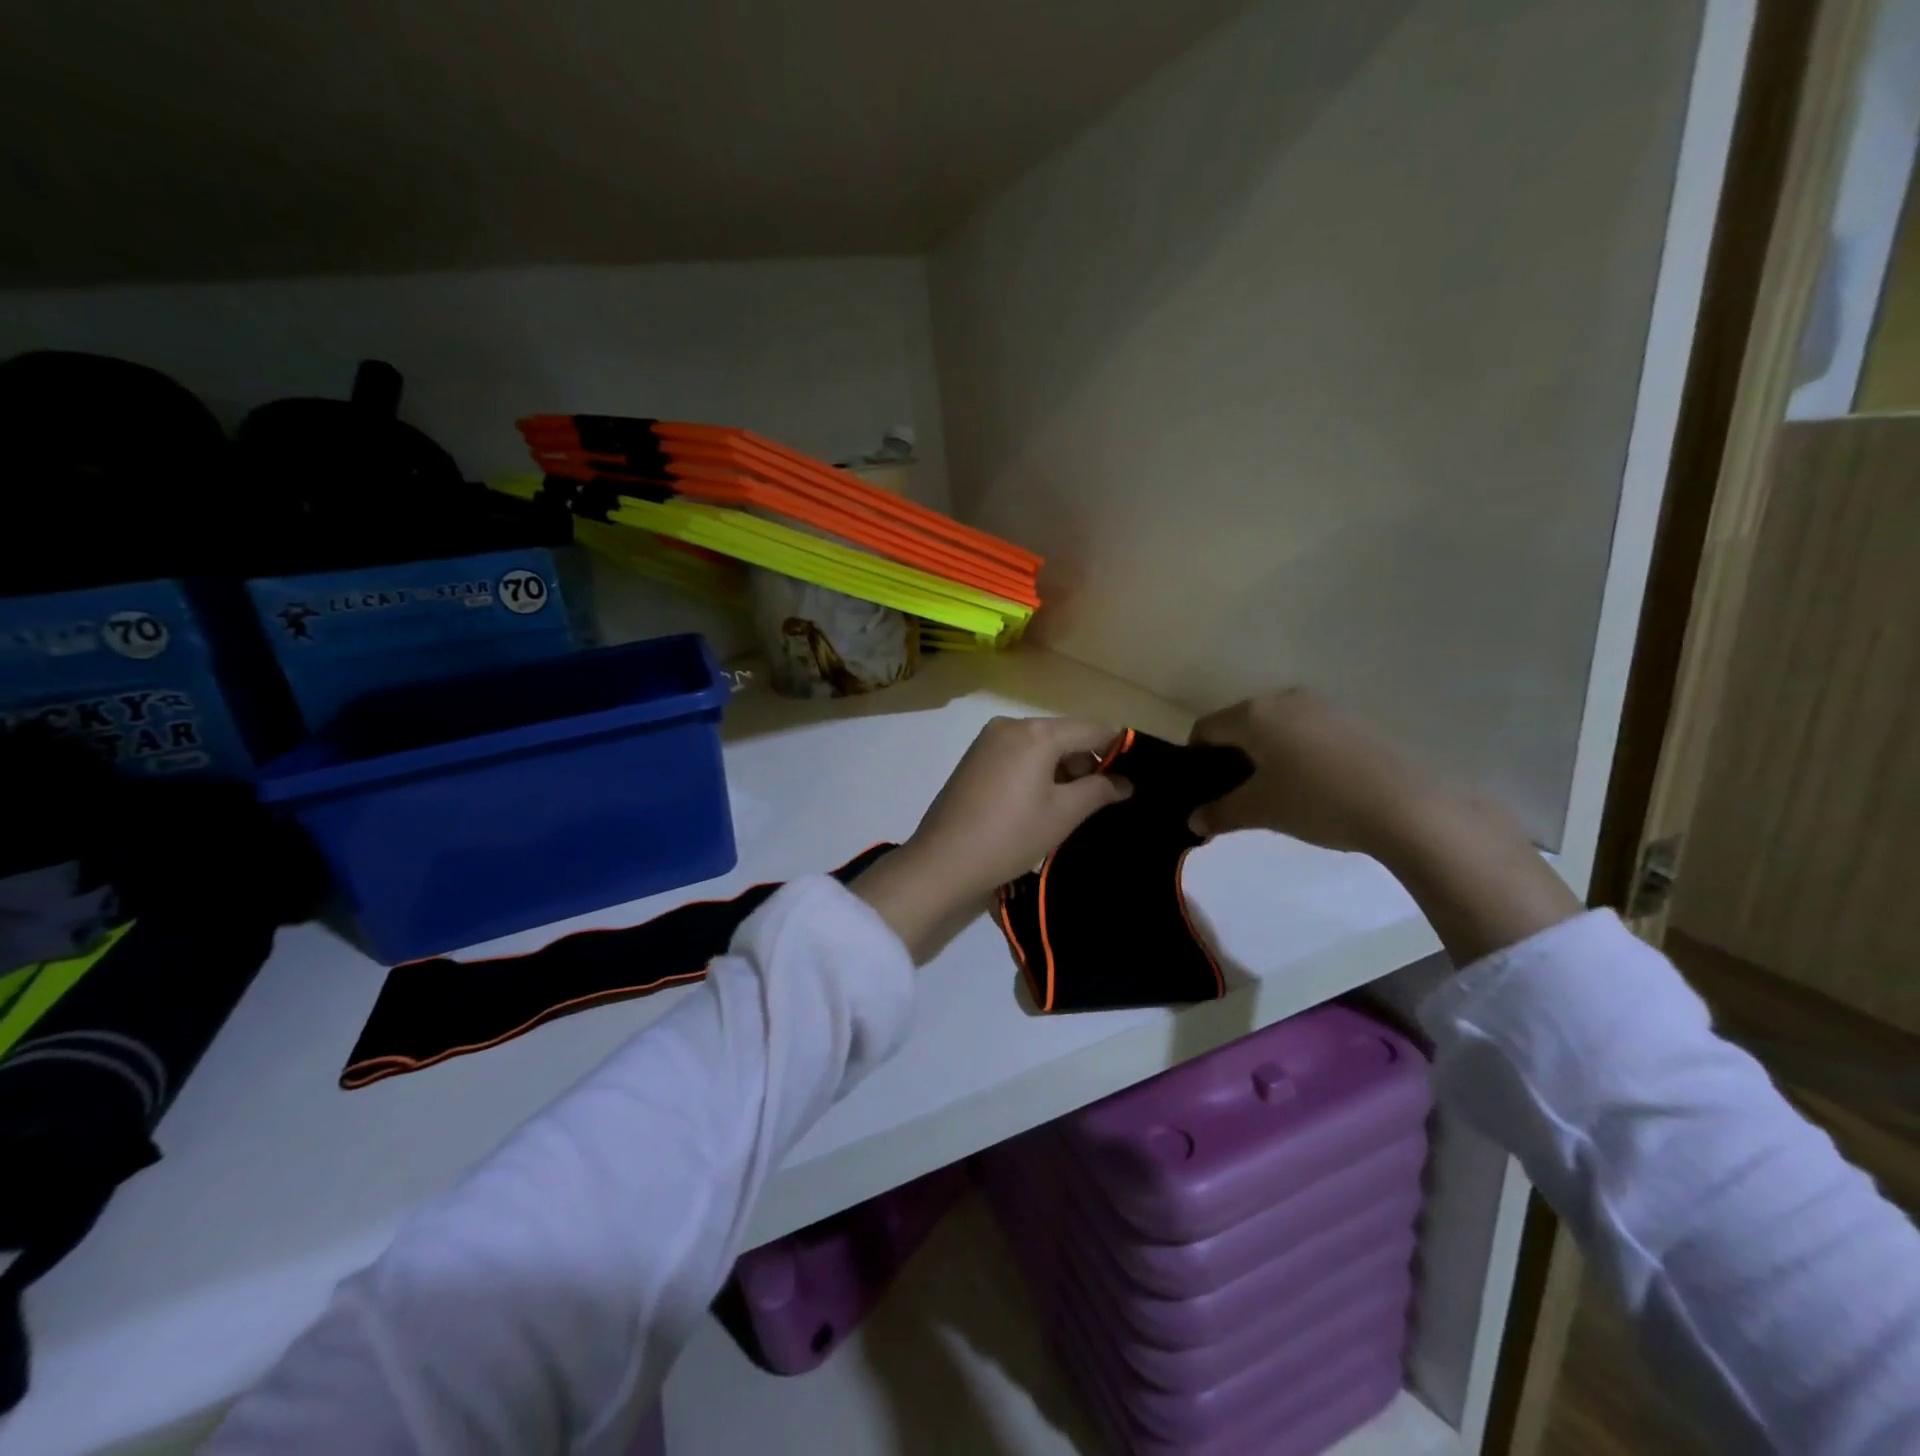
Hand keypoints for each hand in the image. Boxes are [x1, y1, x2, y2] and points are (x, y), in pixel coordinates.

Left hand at [856, 716, 1130, 959]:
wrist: (943, 861)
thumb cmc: (1011, 835)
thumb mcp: (1063, 814)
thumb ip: (1099, 790)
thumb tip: (1125, 782)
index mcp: (1036, 732)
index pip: (1092, 728)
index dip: (1117, 748)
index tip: (1132, 776)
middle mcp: (1010, 725)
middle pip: (1064, 734)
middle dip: (1086, 762)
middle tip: (1099, 801)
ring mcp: (987, 740)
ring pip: (1040, 745)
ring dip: (1061, 768)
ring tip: (1069, 808)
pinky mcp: (974, 758)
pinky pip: (1017, 754)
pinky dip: (1035, 771)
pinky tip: (1038, 803)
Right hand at [1189, 690, 1578, 964]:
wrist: (1407, 805)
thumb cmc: (1317, 801)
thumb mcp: (1260, 811)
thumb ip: (1220, 813)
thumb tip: (1193, 821)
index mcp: (1254, 714)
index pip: (1205, 728)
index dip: (1195, 758)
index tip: (1201, 788)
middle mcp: (1284, 699)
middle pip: (1241, 723)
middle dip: (1231, 755)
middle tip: (1235, 793)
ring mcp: (1324, 706)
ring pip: (1277, 726)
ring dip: (1266, 753)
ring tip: (1276, 791)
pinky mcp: (1354, 720)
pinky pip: (1308, 731)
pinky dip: (1298, 752)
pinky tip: (1313, 785)